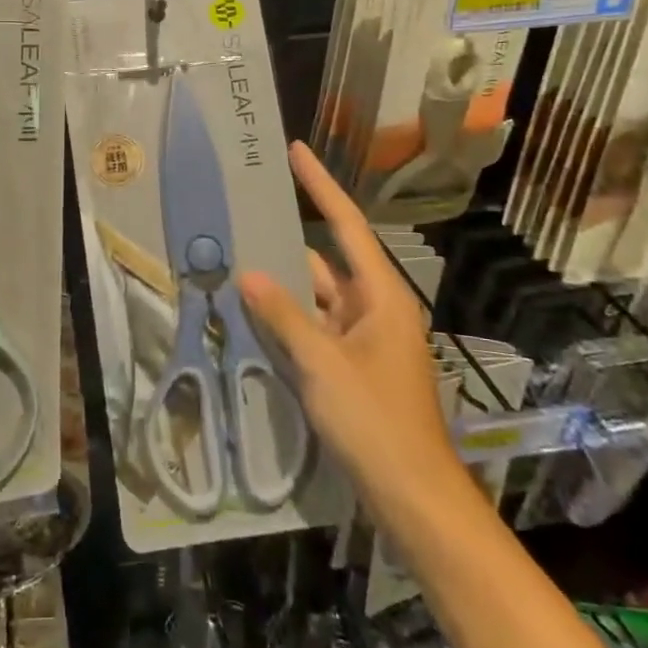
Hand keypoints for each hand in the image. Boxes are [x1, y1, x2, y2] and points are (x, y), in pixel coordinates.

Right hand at [239, 142, 462, 500]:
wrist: (411, 494)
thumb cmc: (375, 420)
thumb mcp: (323, 364)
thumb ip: (284, 317)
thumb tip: (249, 274)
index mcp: (381, 297)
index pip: (347, 226)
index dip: (321, 186)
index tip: (297, 152)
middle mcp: (374, 309)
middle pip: (327, 260)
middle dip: (289, 240)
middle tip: (246, 213)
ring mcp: (363, 340)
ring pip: (317, 298)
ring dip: (283, 286)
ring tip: (236, 259)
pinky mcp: (352, 367)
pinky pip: (315, 329)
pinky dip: (288, 320)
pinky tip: (253, 313)